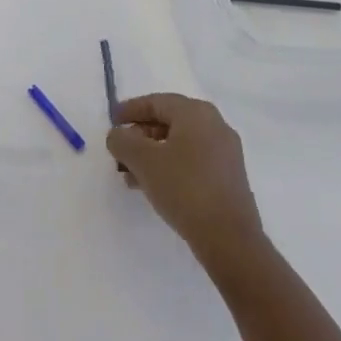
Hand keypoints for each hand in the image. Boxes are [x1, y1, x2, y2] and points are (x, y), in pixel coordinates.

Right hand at [107, 94, 263, 268]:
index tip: (112, 121)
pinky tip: (152, 187)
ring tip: (129, 175)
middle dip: (139, 136)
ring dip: (152, 155)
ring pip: (179, 144)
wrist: (229, 238)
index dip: (130, 110)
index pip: (156, 101)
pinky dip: (169, 166)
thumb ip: (122, 141)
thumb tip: (118, 135)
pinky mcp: (227, 177)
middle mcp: (214, 125)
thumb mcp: (143, 160)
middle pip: (168, 122)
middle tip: (119, 152)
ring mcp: (224, 152)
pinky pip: (191, 161)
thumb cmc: (184, 188)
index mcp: (196, 113)